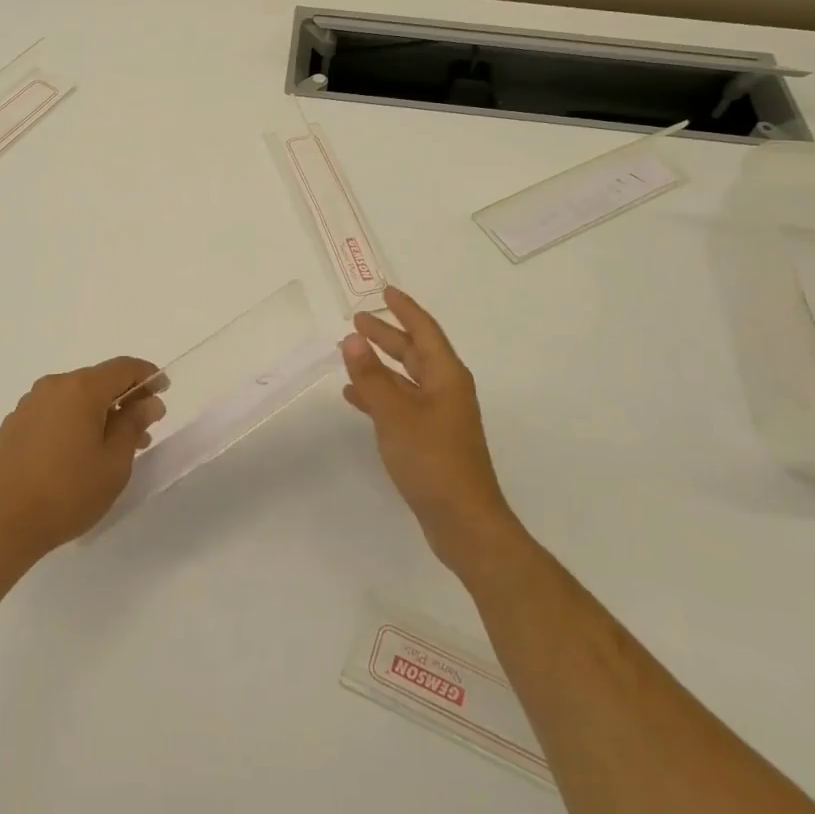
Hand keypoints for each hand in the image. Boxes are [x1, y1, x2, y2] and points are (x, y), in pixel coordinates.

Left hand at [0, 356, 164, 568]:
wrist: (0, 525)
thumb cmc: (67, 493)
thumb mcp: (115, 463)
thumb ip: (133, 425)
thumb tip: (148, 402)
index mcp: (82, 388)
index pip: (124, 368)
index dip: (148, 376)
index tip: (164, 390)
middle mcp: (54, 386)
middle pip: (98, 381)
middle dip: (124, 399)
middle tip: (143, 429)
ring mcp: (29, 404)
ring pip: (75, 398)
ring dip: (99, 413)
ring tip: (113, 447)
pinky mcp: (13, 425)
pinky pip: (54, 412)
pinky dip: (73, 422)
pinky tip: (78, 454)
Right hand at [342, 285, 520, 573]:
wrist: (463, 521)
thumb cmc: (433, 460)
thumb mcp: (396, 414)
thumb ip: (371, 376)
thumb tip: (352, 339)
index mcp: (446, 376)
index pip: (424, 331)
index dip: (405, 309)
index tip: (385, 292)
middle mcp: (446, 390)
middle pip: (415, 352)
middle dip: (387, 334)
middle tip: (358, 320)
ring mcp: (439, 416)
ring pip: (406, 378)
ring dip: (380, 364)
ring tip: (350, 353)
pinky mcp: (430, 439)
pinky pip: (401, 404)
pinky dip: (379, 395)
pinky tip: (355, 397)